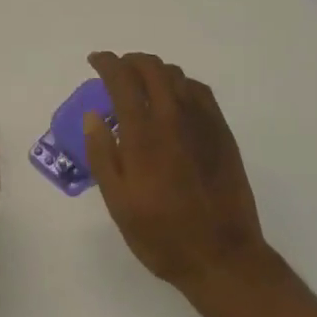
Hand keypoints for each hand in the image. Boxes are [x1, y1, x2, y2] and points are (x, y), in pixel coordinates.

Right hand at [83, 52, 279, 299]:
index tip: (95, 60)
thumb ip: (102, 155)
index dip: (107, 63)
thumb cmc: (162, 236)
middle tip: (117, 71)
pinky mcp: (223, 132)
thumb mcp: (119, 203)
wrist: (222, 255)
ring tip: (142, 85)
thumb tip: (93, 116)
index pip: (123, 80)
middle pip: (153, 68)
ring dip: (156, 71)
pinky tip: (174, 101)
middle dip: (131, 61)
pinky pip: (200, 92)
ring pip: (178, 76)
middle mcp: (175, 118)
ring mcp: (204, 123)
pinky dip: (181, 85)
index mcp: (144, 135)